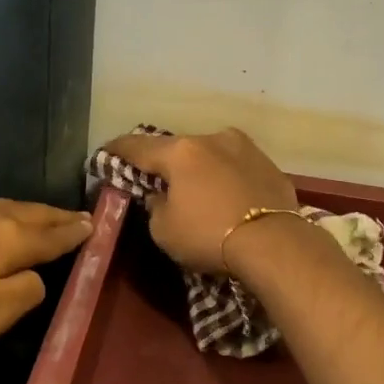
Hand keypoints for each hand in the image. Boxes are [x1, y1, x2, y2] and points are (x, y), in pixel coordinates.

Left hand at [0, 198, 92, 362]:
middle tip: (79, 216)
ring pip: (7, 206)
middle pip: (33, 213)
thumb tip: (38, 276)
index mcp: (10, 238)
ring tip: (46, 215)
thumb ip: (26, 292)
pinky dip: (3, 213)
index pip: (53, 234)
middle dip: (58, 216)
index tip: (95, 225)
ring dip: (31, 211)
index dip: (76, 232)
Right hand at [99, 128, 296, 273]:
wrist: (276, 244)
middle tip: (156, 176)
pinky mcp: (269, 164)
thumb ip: (155, 206)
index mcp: (180, 152)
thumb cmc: (209, 236)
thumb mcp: (164, 230)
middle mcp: (212, 139)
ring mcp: (245, 148)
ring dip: (199, 167)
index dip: (118, 149)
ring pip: (211, 153)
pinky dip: (226, 177)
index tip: (107, 151)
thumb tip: (160, 195)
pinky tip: (228, 195)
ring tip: (197, 186)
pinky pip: (237, 167)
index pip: (138, 146)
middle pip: (178, 147)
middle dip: (165, 161)